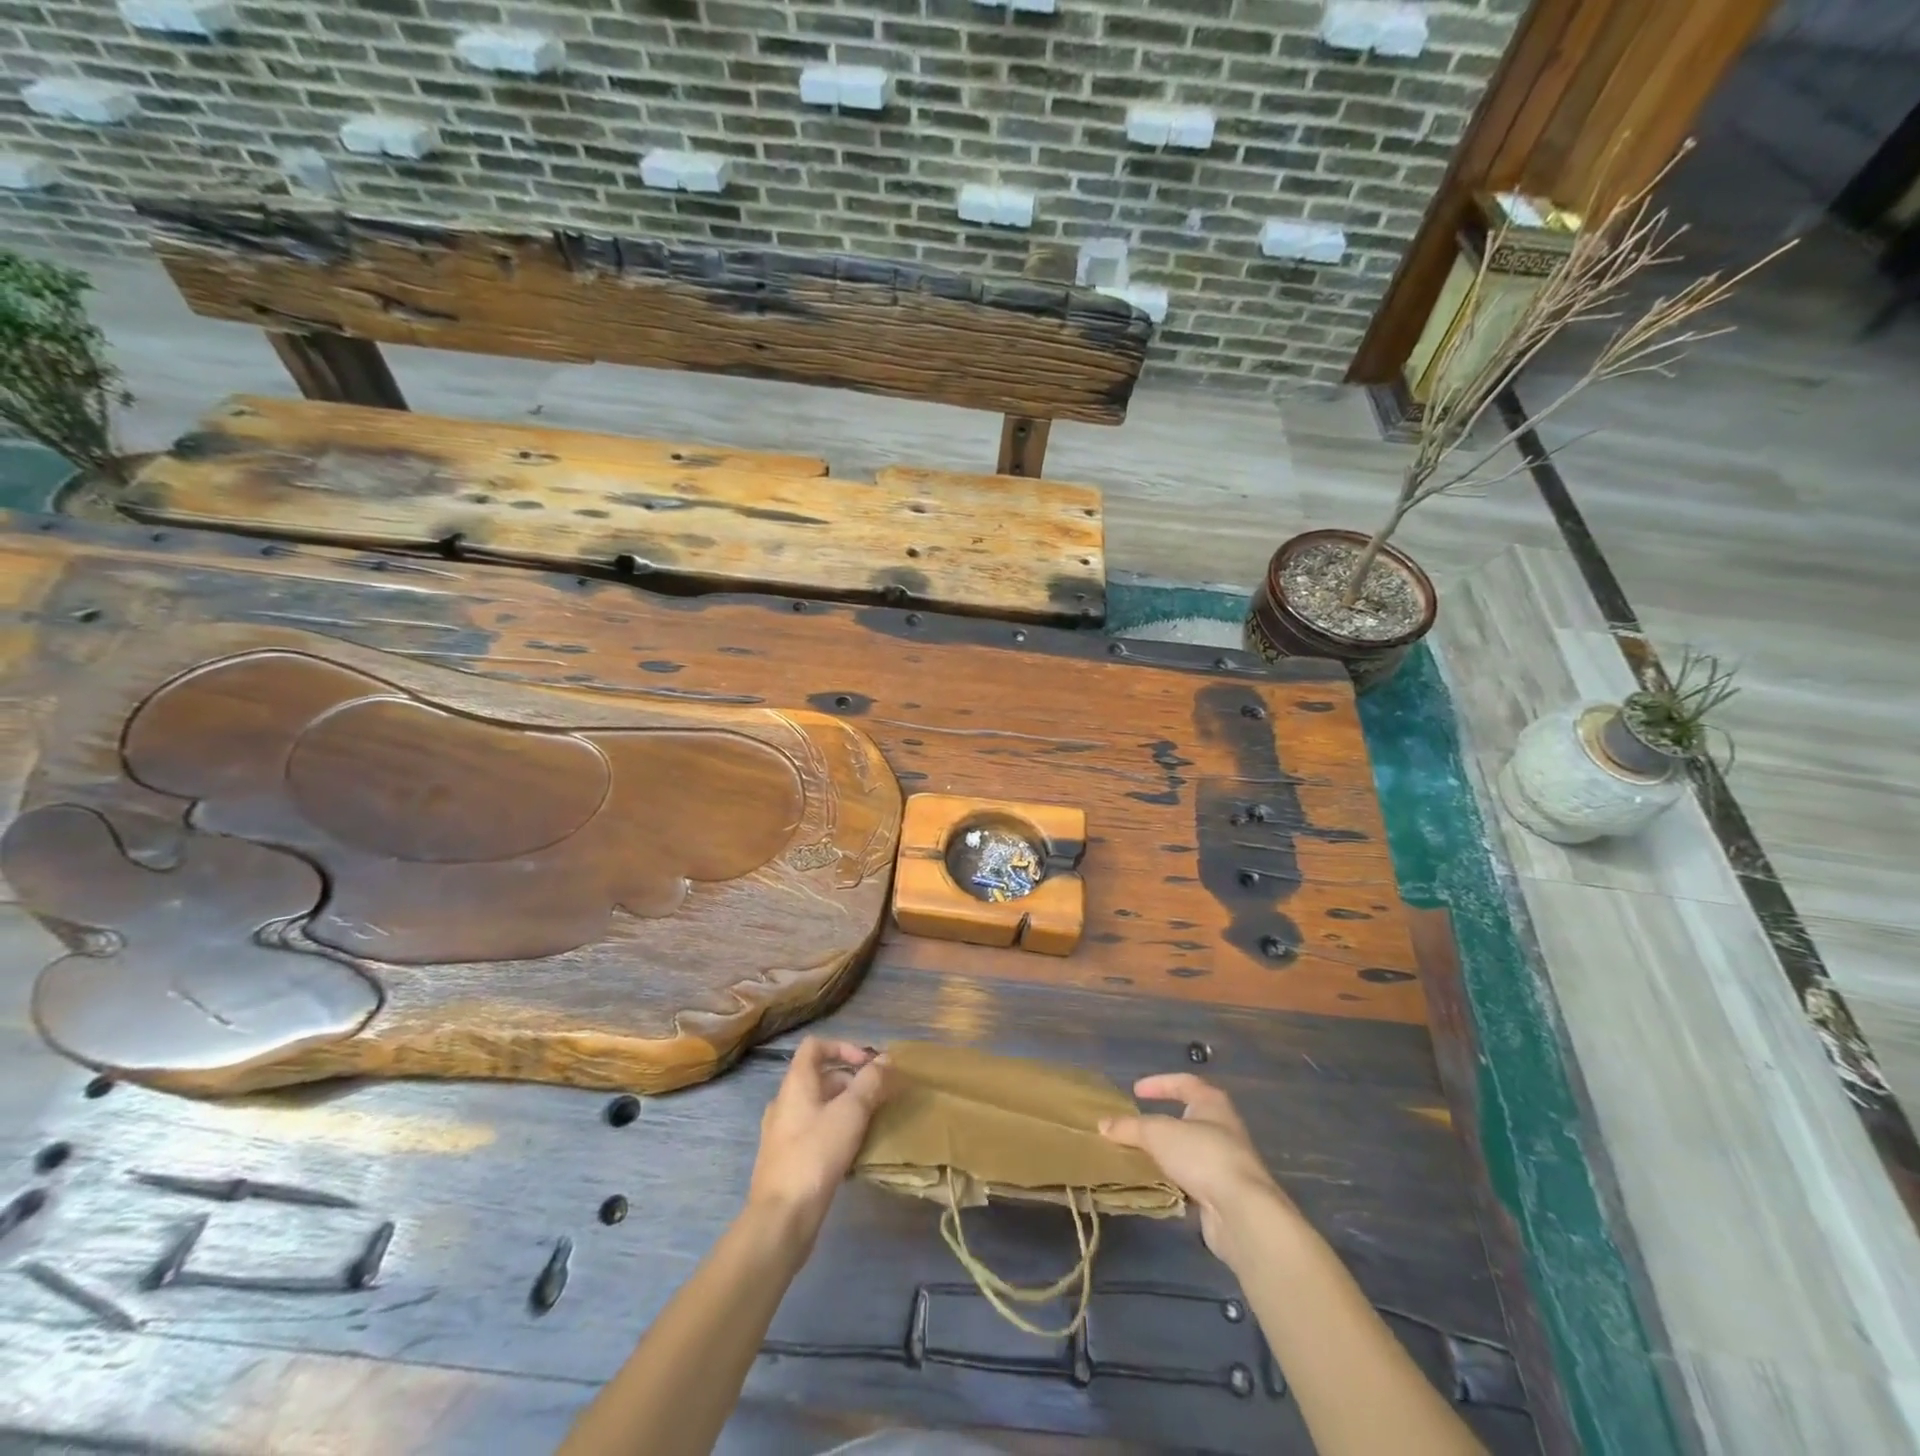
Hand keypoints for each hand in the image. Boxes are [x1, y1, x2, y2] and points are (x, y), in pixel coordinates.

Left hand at [747, 1038, 889, 1241]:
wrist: (782, 1218)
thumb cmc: (816, 1154)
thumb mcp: (850, 1112)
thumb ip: (870, 1082)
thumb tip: (885, 1059)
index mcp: (795, 1083)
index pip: (815, 1046)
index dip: (843, 1046)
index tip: (867, 1064)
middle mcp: (784, 1102)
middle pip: (819, 1076)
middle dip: (851, 1081)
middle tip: (878, 1098)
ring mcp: (781, 1132)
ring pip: (818, 1106)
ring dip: (845, 1108)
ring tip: (870, 1124)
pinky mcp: (785, 1160)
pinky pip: (813, 1131)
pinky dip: (834, 1131)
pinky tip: (852, 1151)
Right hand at [1100, 1073, 1294, 1264]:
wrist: (1242, 1211)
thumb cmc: (1202, 1155)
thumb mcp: (1158, 1134)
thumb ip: (1130, 1128)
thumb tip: (1102, 1124)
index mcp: (1212, 1103)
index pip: (1184, 1083)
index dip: (1159, 1083)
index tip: (1136, 1091)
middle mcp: (1223, 1128)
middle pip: (1189, 1117)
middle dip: (1163, 1121)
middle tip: (1137, 1125)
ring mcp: (1226, 1162)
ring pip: (1190, 1150)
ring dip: (1167, 1153)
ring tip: (1140, 1156)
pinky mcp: (1223, 1193)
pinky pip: (1192, 1179)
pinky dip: (1174, 1179)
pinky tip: (1156, 1184)